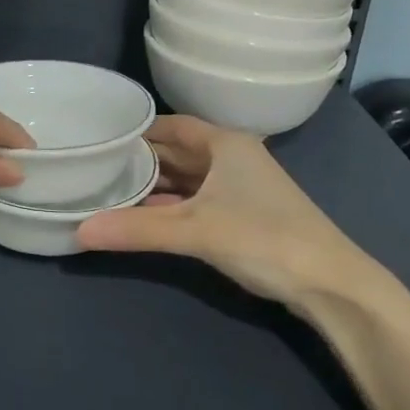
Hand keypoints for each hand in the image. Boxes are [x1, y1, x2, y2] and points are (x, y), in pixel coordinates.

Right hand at [76, 116, 375, 307]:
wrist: (331, 284)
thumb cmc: (264, 238)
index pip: (169, 125)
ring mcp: (239, 188)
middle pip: (175, 153)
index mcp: (225, 144)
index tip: (97, 139)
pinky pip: (195, 202)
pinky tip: (142, 218)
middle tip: (93, 169)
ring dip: (152, 188)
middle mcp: (232, 158)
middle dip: (138, 161)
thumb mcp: (195, 230)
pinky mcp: (242, 216)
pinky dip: (169, 208)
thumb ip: (137, 230)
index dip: (135, 131)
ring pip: (185, 180)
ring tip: (108, 192)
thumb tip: (79, 230)